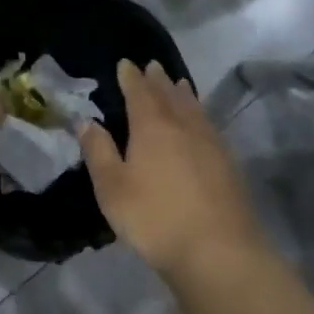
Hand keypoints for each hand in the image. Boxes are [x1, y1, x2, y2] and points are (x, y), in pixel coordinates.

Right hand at [79, 60, 262, 276]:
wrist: (217, 249)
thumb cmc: (153, 217)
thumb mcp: (112, 187)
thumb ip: (98, 151)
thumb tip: (86, 121)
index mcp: (152, 127)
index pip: (139, 93)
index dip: (130, 78)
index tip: (125, 64)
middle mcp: (184, 126)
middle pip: (169, 95)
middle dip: (158, 80)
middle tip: (152, 66)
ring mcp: (210, 143)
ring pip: (194, 108)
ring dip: (182, 93)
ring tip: (177, 83)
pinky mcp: (227, 163)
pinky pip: (208, 125)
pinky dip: (199, 114)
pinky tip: (200, 123)